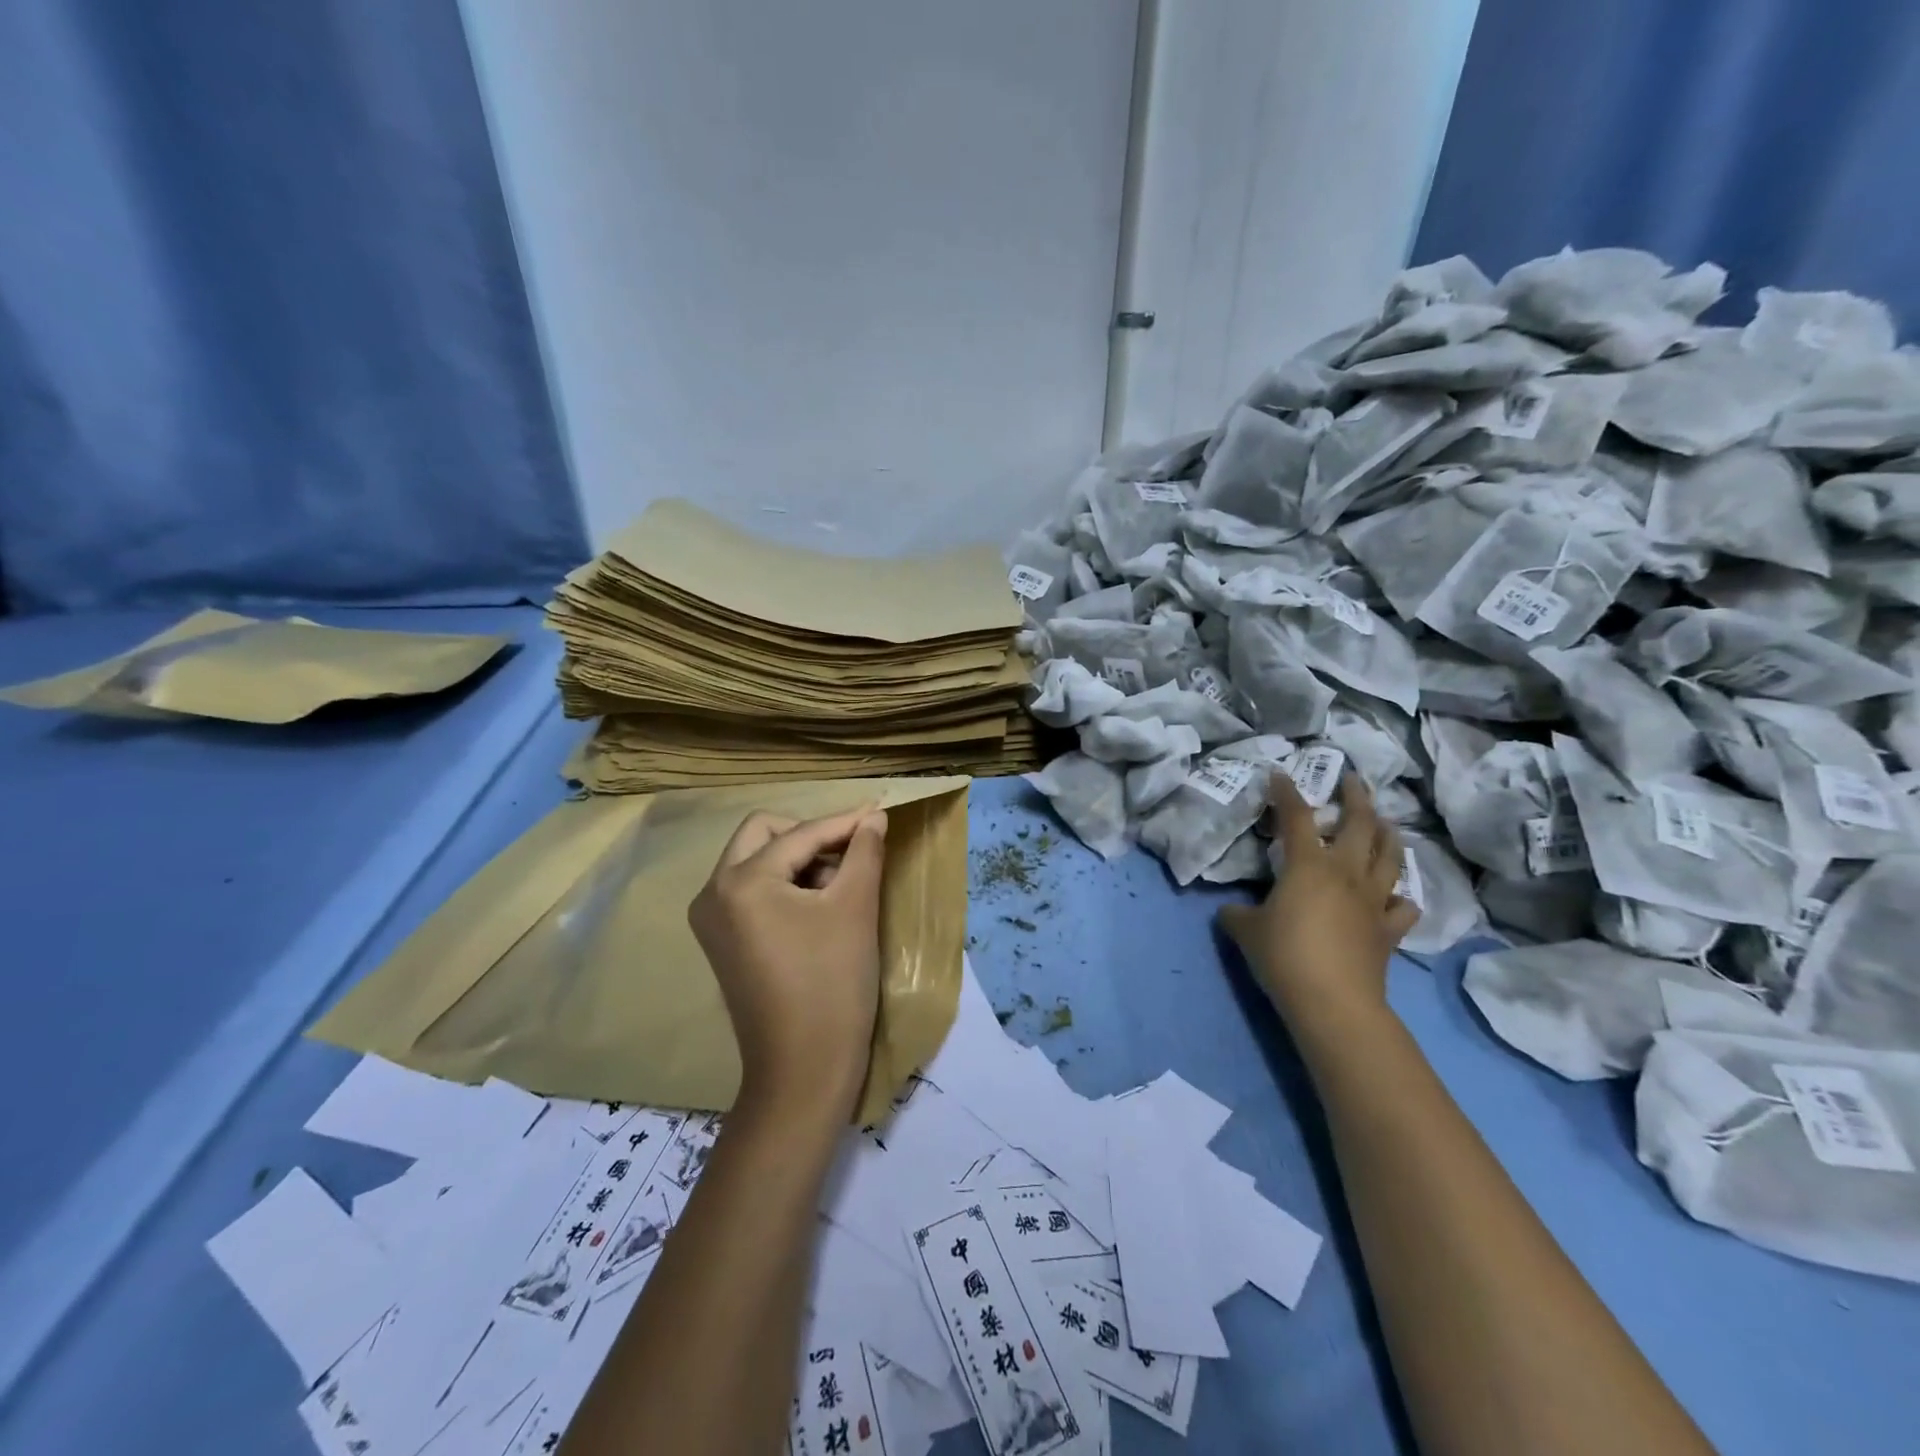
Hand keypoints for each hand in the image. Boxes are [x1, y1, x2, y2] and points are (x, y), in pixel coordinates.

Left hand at [689, 806, 888, 1124]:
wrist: (804, 1070)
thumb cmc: (833, 983)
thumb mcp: (855, 908)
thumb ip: (864, 852)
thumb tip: (873, 817)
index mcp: (740, 881)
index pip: (799, 835)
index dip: (843, 823)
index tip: (879, 814)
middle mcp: (712, 892)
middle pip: (763, 834)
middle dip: (810, 835)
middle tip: (851, 852)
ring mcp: (711, 920)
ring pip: (755, 860)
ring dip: (798, 859)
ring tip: (841, 883)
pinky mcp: (720, 942)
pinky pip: (750, 891)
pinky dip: (783, 885)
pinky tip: (818, 904)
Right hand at [1218, 773, 1417, 1030]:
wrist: (1333, 1001)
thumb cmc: (1283, 955)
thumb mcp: (1245, 930)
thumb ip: (1237, 913)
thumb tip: (1232, 910)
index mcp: (1308, 865)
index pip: (1296, 817)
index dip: (1286, 792)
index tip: (1280, 773)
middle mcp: (1346, 873)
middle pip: (1360, 824)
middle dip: (1357, 797)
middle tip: (1353, 780)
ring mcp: (1373, 900)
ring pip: (1390, 857)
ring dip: (1388, 834)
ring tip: (1385, 822)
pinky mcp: (1390, 930)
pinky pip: (1404, 906)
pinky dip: (1401, 896)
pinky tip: (1396, 894)